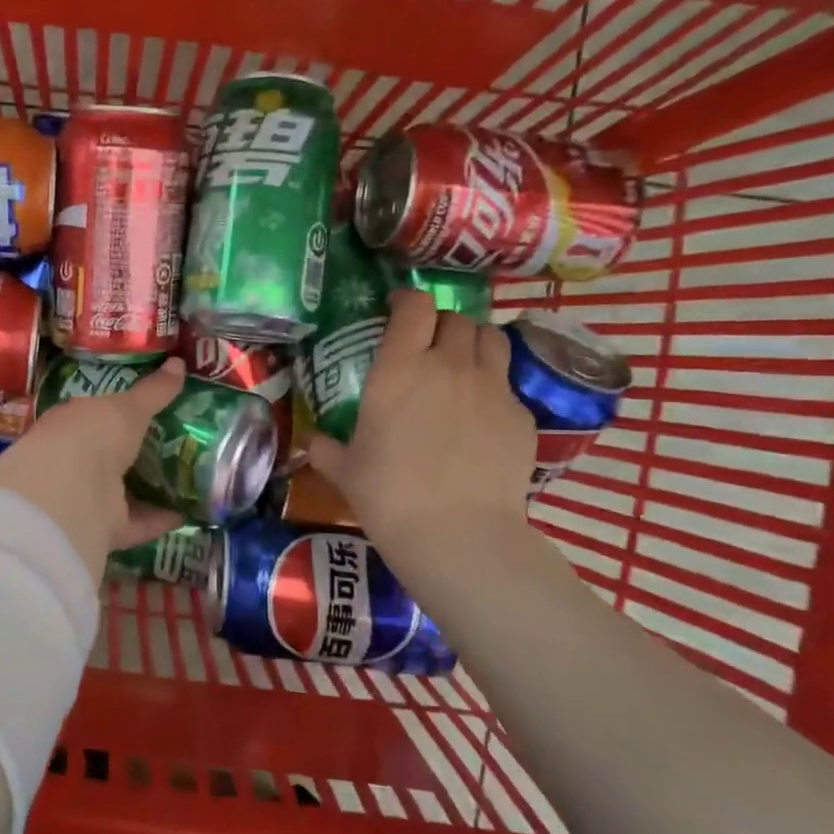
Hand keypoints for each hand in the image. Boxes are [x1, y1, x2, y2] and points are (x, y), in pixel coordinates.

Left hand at [0, 358, 186, 581]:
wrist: (69, 490)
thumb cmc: (92, 434)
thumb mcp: (127, 407)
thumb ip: (153, 391)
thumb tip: (179, 364)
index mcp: (73, 423)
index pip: (96, 415)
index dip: (120, 412)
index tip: (151, 410)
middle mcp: (75, 459)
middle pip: (110, 456)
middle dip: (138, 453)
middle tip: (179, 445)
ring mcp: (86, 496)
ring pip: (122, 492)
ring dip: (152, 489)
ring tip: (190, 480)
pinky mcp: (101, 529)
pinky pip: (136, 523)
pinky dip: (160, 520)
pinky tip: (189, 513)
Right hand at [306, 296, 533, 555]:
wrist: (457, 533)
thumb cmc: (388, 496)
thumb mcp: (344, 470)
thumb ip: (326, 449)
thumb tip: (312, 443)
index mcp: (400, 368)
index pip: (415, 306)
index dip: (407, 300)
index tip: (396, 310)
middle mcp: (449, 365)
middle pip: (456, 318)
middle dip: (441, 324)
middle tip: (427, 346)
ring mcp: (491, 388)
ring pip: (491, 339)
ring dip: (474, 343)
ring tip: (461, 365)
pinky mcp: (521, 415)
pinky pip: (508, 385)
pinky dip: (493, 388)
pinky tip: (480, 417)